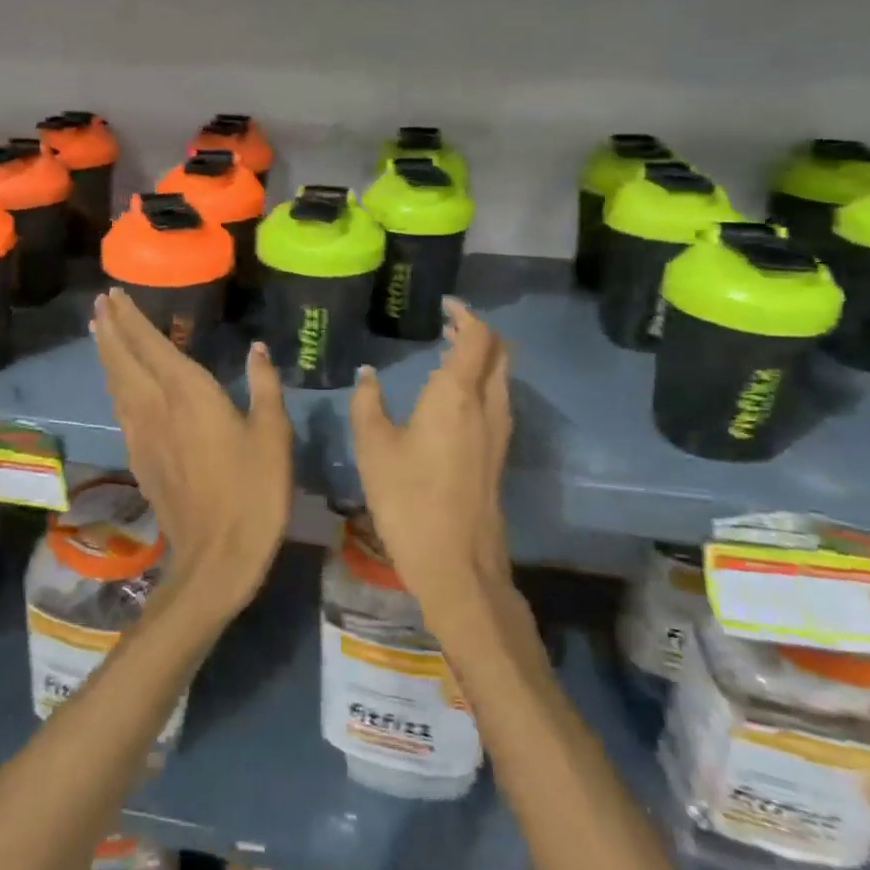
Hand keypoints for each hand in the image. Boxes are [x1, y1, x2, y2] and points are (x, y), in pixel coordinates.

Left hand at [91, 289, 292, 615]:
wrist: (217, 555)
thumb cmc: (253, 491)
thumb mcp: (273, 435)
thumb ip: (264, 386)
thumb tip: (257, 349)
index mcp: (187, 393)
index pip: (150, 345)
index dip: (131, 318)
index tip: (114, 295)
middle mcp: (155, 407)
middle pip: (123, 360)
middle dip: (111, 329)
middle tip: (99, 305)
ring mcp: (141, 435)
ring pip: (116, 385)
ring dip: (108, 355)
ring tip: (101, 333)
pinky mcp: (139, 459)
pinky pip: (120, 409)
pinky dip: (114, 386)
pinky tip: (118, 386)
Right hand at [349, 297, 513, 614]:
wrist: (456, 563)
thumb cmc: (408, 498)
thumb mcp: (373, 447)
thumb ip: (367, 403)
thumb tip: (367, 375)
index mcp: (457, 395)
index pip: (477, 337)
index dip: (466, 315)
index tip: (445, 306)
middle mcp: (487, 406)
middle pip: (499, 353)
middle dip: (477, 332)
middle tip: (447, 325)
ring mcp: (499, 432)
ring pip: (502, 378)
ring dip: (482, 358)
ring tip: (448, 353)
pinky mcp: (498, 455)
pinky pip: (497, 401)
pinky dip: (482, 383)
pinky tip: (452, 398)